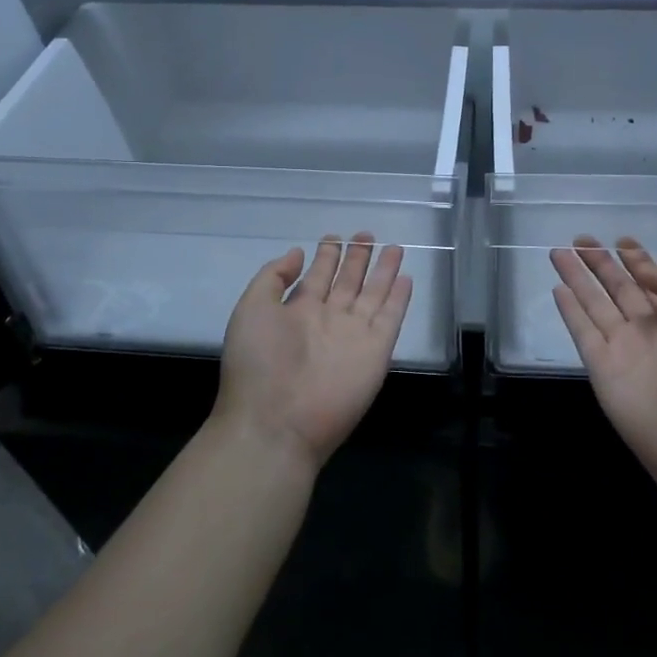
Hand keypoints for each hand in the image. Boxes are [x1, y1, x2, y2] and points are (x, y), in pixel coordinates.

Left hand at [215, 233, 412, 471]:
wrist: (277, 421)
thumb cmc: (258, 363)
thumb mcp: (251, 309)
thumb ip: (273, 278)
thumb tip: (297, 253)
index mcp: (296, 312)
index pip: (317, 276)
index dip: (326, 256)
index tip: (335, 236)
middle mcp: (327, 320)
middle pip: (347, 282)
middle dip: (356, 258)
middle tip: (366, 234)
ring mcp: (354, 335)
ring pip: (373, 294)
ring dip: (383, 271)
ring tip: (393, 247)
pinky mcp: (376, 351)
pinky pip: (390, 318)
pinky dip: (399, 298)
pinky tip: (405, 277)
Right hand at [551, 237, 656, 484]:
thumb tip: (641, 272)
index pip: (653, 281)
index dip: (638, 260)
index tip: (621, 240)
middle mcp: (650, 330)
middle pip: (619, 287)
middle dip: (601, 262)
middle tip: (580, 239)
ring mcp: (623, 348)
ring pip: (595, 303)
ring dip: (578, 278)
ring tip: (558, 252)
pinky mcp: (600, 367)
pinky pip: (581, 331)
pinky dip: (569, 310)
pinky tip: (558, 289)